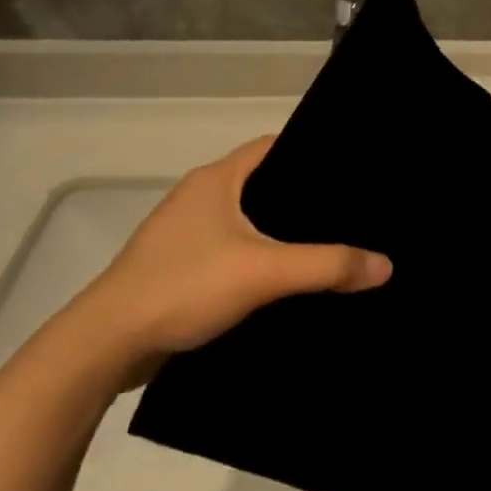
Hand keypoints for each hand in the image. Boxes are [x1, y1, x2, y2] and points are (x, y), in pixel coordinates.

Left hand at [72, 137, 390, 384]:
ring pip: (248, 220)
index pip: (274, 146)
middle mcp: (200, 196)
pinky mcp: (180, 266)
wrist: (105, 345)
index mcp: (216, 179)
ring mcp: (185, 233)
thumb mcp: (264, 272)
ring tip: (329, 244)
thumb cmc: (184, 286)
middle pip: (264, 183)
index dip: (312, 153)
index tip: (352, 170)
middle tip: (351, 212)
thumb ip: (328, 266)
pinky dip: (260, 257)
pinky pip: (232, 250)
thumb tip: (385, 265)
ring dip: (281, 231)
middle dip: (304, 197)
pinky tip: (287, 279)